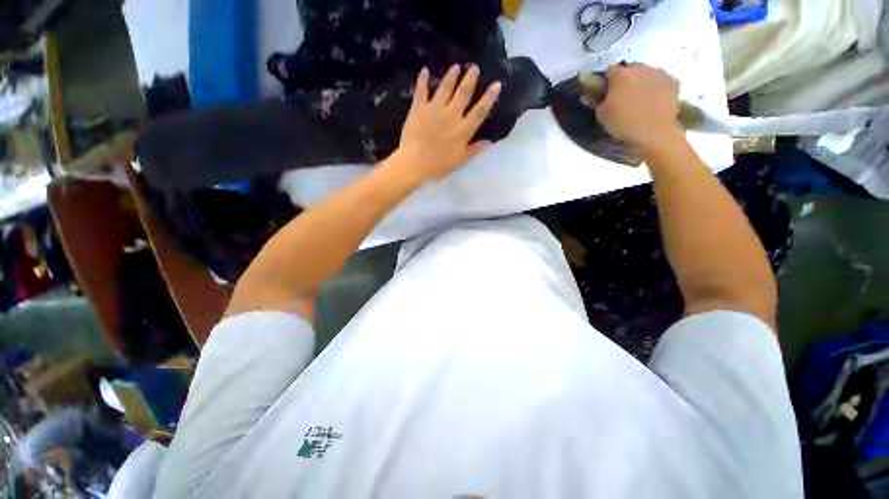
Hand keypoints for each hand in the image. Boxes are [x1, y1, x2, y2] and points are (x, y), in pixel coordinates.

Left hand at [395, 64, 501, 179]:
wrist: (414, 163)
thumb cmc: (439, 165)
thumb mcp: (460, 160)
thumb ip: (475, 149)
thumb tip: (490, 142)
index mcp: (463, 130)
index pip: (480, 111)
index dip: (489, 97)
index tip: (496, 84)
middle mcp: (451, 115)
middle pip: (463, 93)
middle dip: (470, 79)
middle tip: (474, 67)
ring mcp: (434, 109)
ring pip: (445, 87)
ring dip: (451, 76)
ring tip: (455, 66)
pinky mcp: (419, 108)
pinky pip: (421, 90)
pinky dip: (422, 80)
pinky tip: (424, 70)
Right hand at [595, 63, 683, 151]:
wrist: (654, 132)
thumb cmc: (623, 123)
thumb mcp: (601, 115)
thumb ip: (595, 101)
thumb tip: (588, 94)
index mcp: (621, 75)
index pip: (610, 70)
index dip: (606, 81)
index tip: (605, 92)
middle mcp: (640, 68)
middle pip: (630, 69)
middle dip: (625, 79)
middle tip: (622, 97)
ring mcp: (659, 73)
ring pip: (646, 73)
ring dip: (641, 82)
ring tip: (639, 100)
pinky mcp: (673, 81)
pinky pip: (660, 80)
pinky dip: (656, 87)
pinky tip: (653, 101)